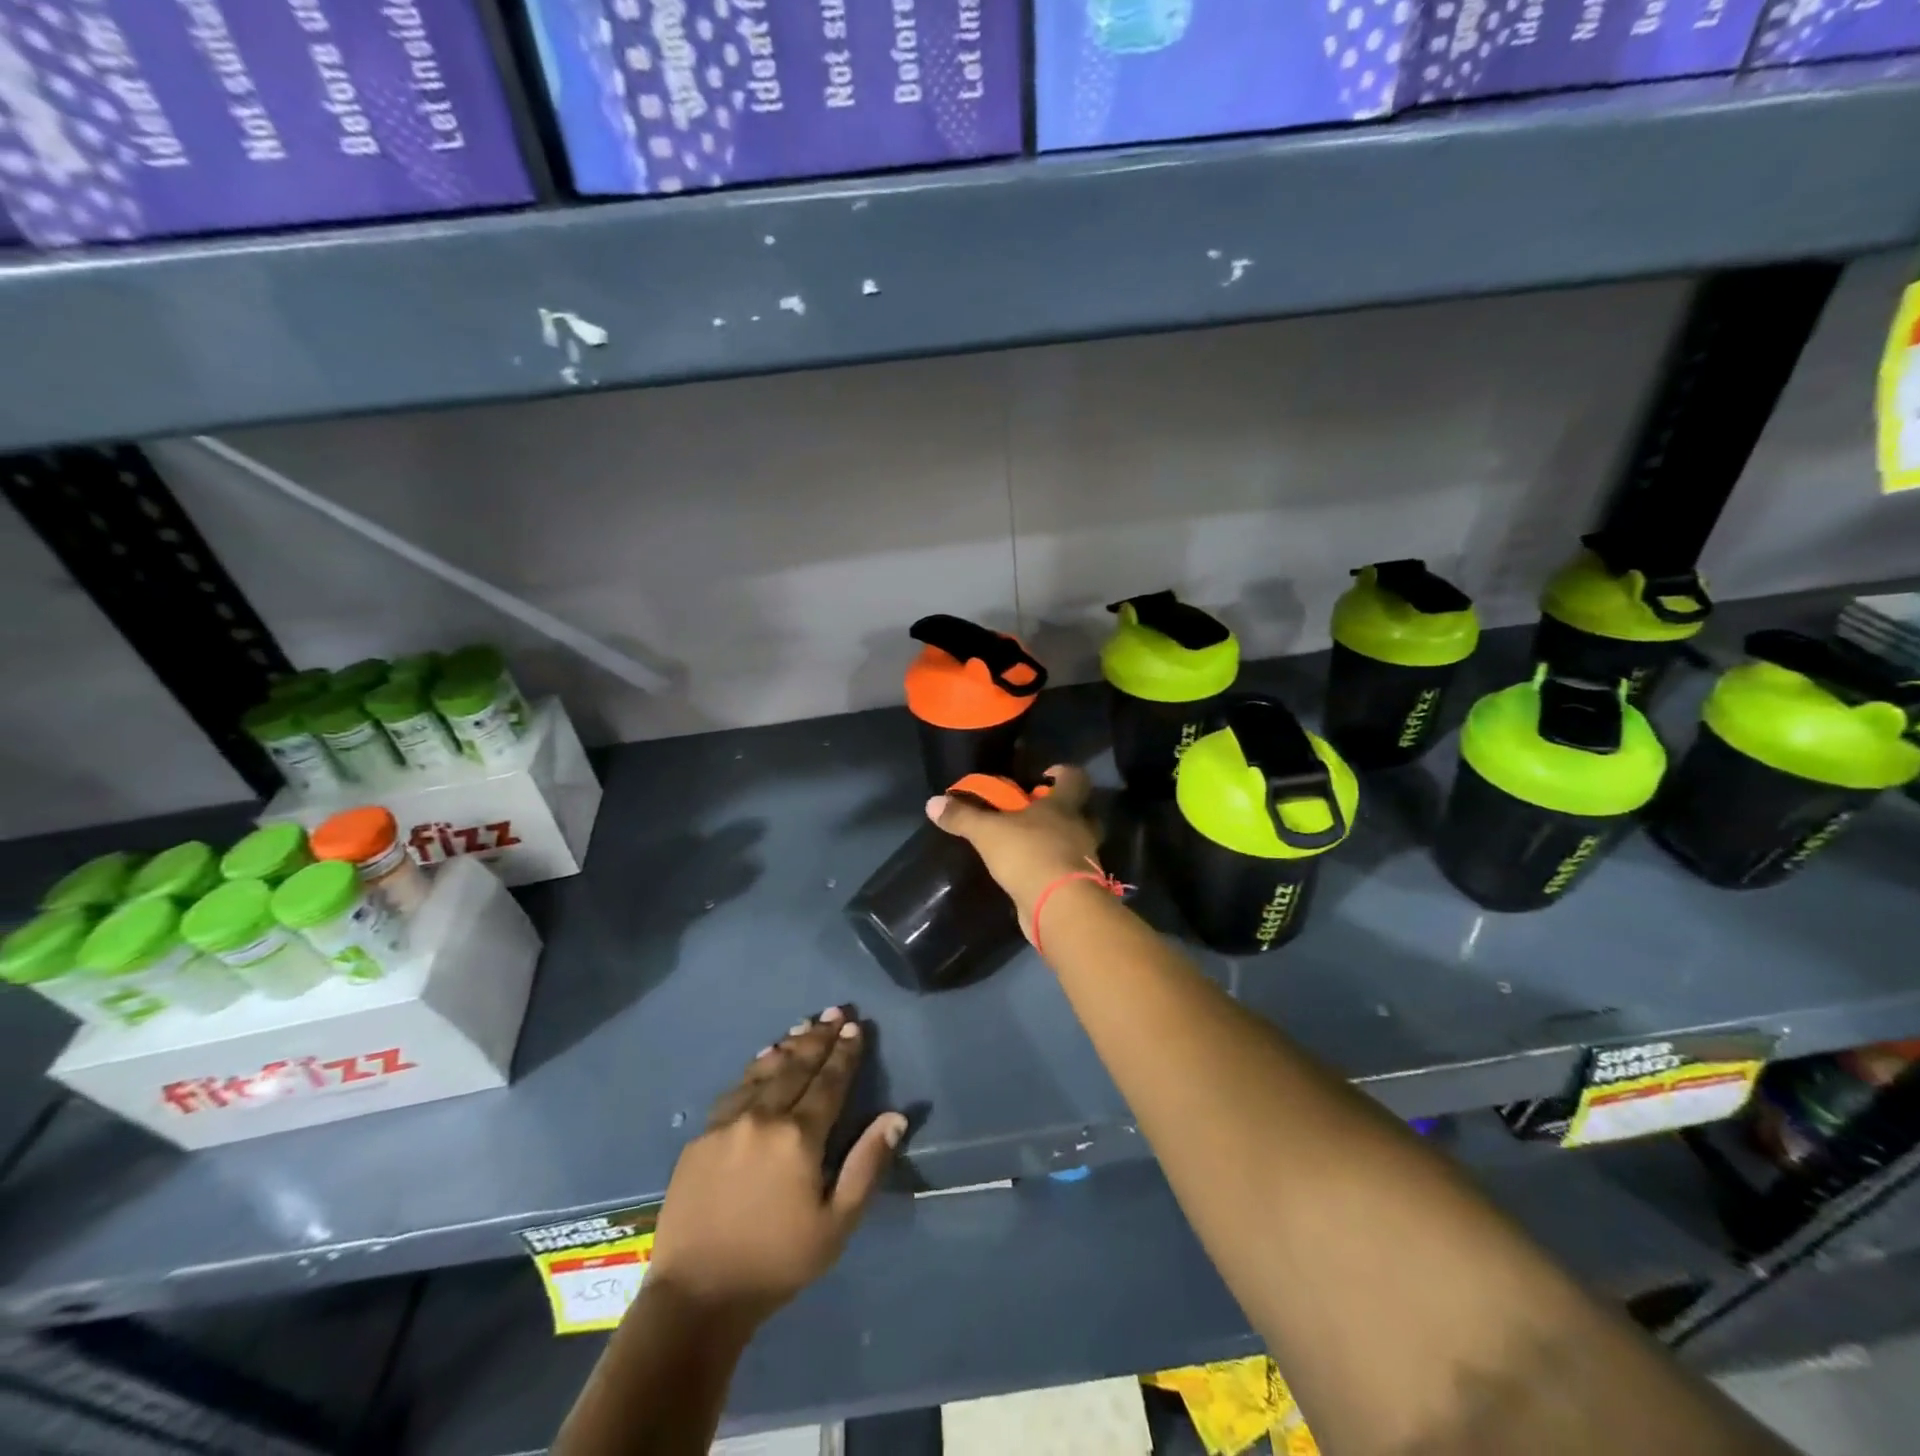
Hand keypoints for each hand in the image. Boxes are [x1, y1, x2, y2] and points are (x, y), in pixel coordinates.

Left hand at [646, 1007, 906, 1327]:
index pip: (830, 1081)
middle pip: (797, 1066)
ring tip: (804, 1026)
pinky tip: (763, 1060)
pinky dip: (755, 1069)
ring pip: (764, 1071)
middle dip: (820, 1037)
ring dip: (788, 1046)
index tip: (856, 1027)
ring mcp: (727, 1123)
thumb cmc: (776, 1263)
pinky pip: (735, 1089)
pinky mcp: (701, 1137)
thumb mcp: (836, 1225)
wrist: (695, 1296)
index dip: (845, 1052)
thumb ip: (866, 1164)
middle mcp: (763, 1117)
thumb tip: (895, 1116)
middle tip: (835, 1011)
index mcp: (799, 1136)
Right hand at [926, 764, 1102, 935]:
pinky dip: (1052, 870)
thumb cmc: (1029, 854)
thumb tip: (933, 802)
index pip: (1076, 778)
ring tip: (1028, 847)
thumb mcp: (988, 832)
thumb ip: (963, 816)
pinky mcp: (1078, 887)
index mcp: (1064, 806)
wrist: (1059, 907)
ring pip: (1076, 843)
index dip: (1063, 774)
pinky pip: (1067, 870)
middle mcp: (1080, 829)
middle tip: (1035, 814)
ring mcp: (1084, 859)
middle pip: (1081, 812)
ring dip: (1058, 842)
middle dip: (1062, 811)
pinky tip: (1031, 875)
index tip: (1045, 776)